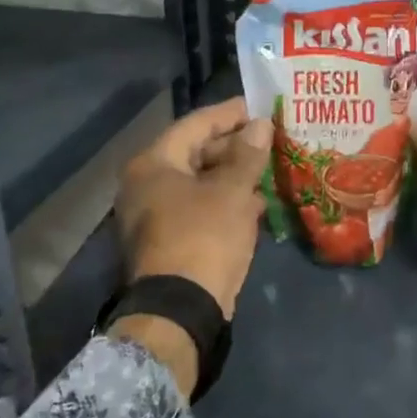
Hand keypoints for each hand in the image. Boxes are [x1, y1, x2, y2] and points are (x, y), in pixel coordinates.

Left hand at [113, 98, 271, 392]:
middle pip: (195, 152)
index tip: (258, 106)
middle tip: (270, 138)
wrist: (181, 311)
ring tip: (270, 167)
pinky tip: (257, 203)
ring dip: (234, 176)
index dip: (229, 113)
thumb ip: (248, 154)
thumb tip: (260, 125)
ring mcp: (154, 215)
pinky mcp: (168, 241)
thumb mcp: (232, 191)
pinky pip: (200, 208)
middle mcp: (146, 184)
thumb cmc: (204, 237)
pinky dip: (226, 202)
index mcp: (153, 164)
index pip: (195, 124)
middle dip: (235, 146)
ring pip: (200, 183)